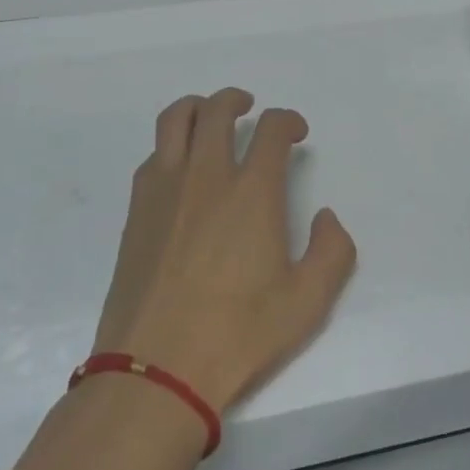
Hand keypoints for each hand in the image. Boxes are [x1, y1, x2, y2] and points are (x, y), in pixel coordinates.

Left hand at [93, 89, 356, 412]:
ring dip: (197, 106)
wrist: (156, 370)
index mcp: (252, 191)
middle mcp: (206, 175)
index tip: (296, 132)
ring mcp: (165, 188)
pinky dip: (171, 144)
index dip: (288, 120)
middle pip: (218, 110)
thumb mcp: (307, 303)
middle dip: (237, 100)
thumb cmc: (237, 335)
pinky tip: (180, 167)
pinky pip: (154, 155)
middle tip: (249, 108)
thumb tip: (326, 217)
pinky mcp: (137, 209)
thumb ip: (332, 252)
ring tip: (209, 116)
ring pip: (175, 119)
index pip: (271, 129)